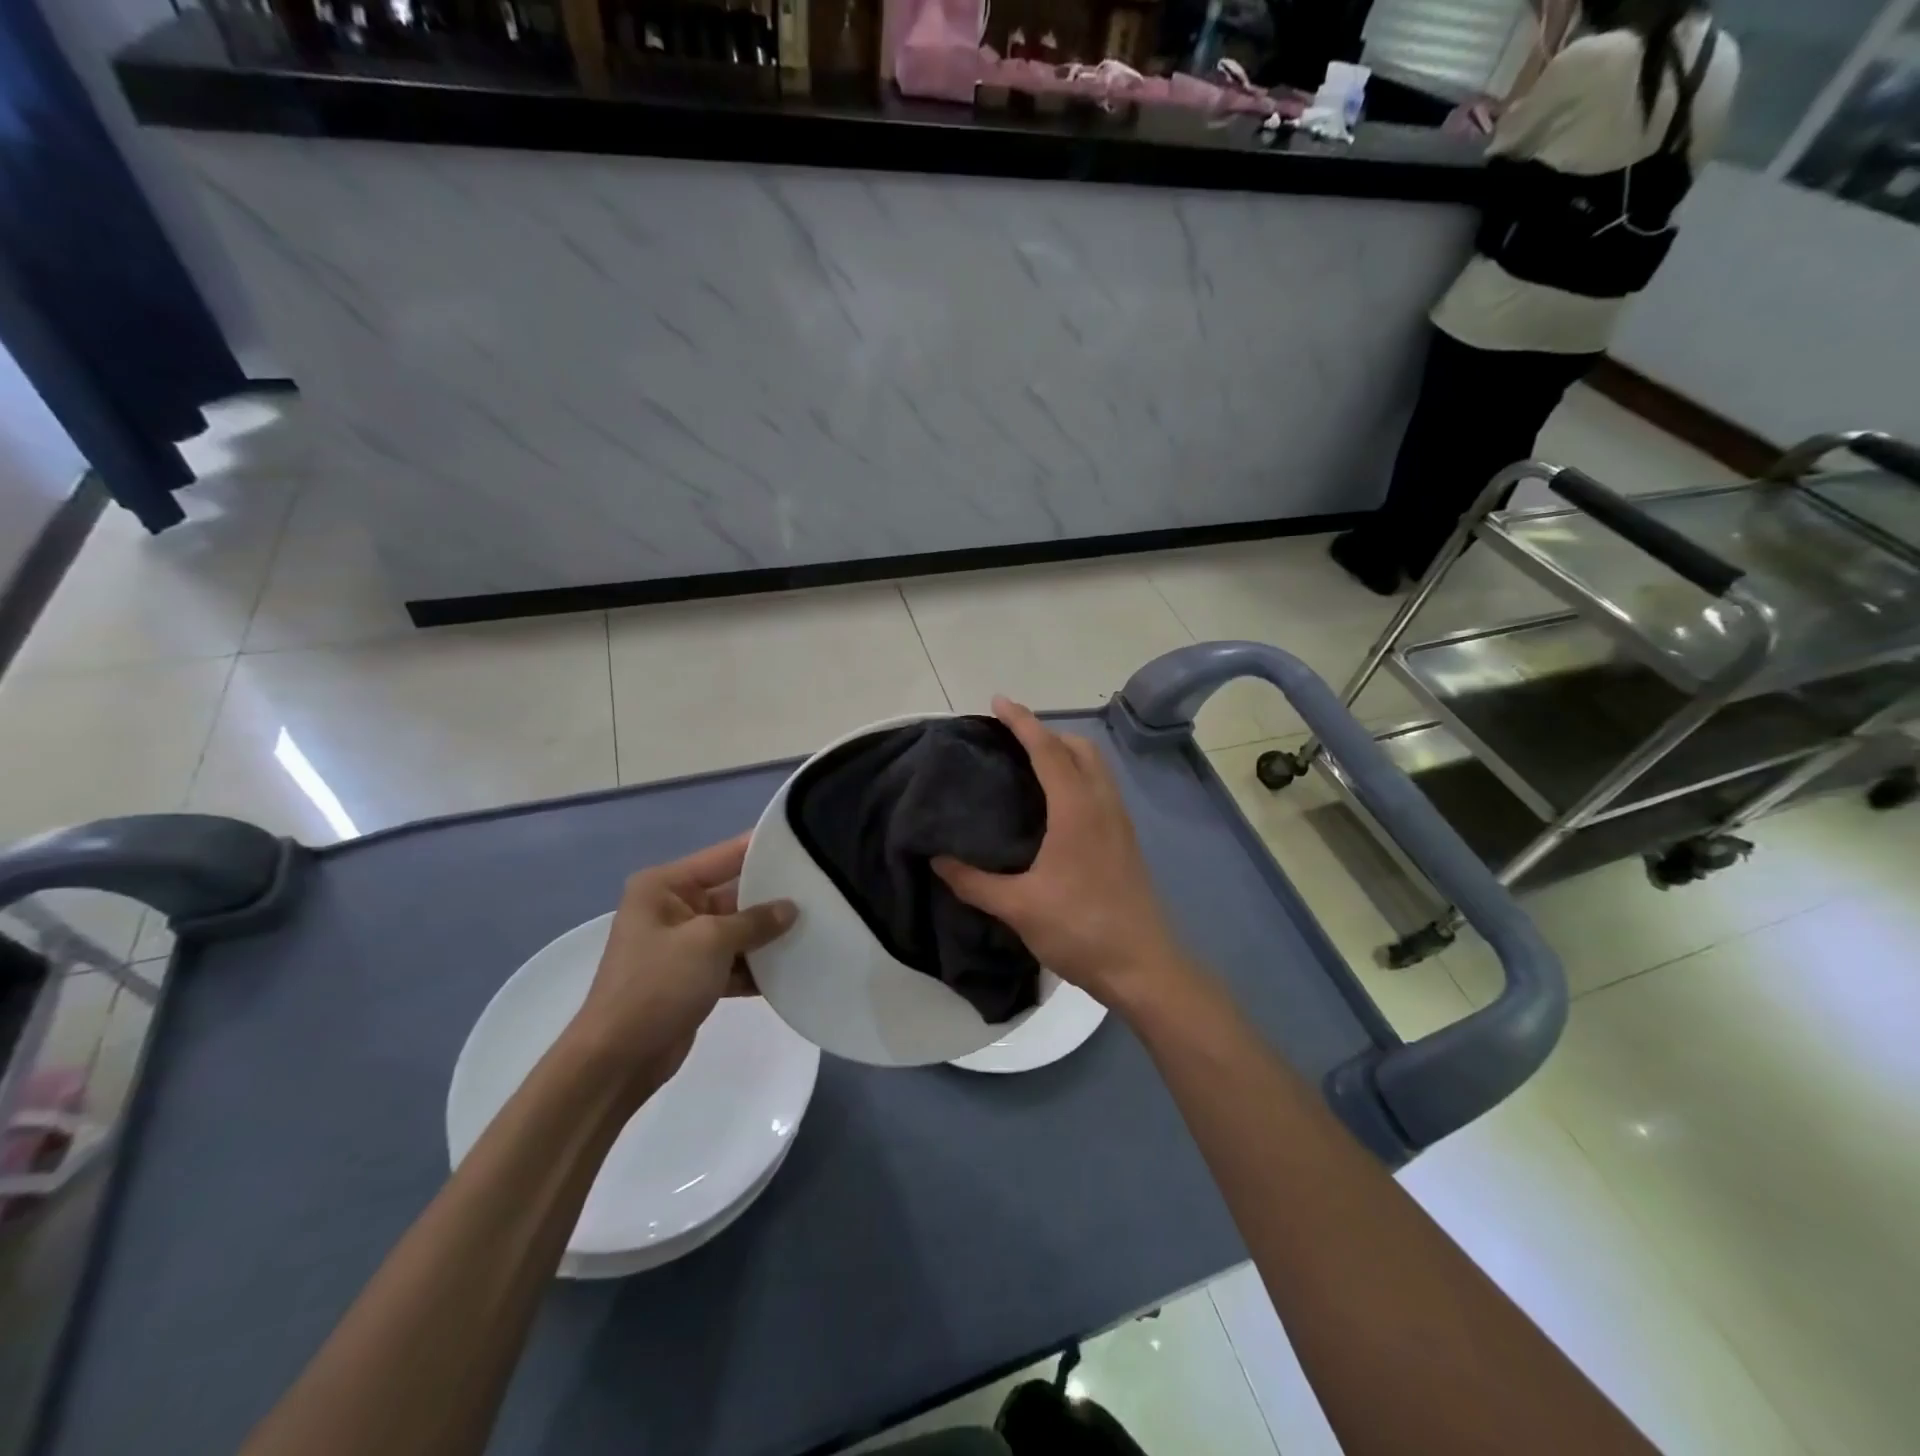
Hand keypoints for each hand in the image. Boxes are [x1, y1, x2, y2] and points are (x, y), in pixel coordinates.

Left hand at [568, 834, 795, 1094]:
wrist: (617, 1060)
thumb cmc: (657, 985)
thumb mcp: (709, 942)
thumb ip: (754, 921)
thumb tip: (791, 908)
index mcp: (665, 885)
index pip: (724, 855)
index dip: (763, 848)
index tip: (806, 841)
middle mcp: (673, 907)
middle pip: (734, 893)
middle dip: (773, 897)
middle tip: (821, 889)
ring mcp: (683, 944)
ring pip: (737, 930)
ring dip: (769, 935)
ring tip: (817, 927)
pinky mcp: (693, 977)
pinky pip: (733, 961)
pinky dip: (757, 966)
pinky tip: (794, 967)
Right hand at [933, 697, 1190, 1010]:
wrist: (1143, 967)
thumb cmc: (1080, 929)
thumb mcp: (1019, 907)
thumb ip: (974, 881)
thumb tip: (937, 861)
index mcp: (1077, 810)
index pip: (1048, 750)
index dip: (1022, 722)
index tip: (998, 702)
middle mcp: (1103, 805)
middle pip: (1079, 748)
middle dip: (1046, 732)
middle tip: (1010, 739)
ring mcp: (1120, 823)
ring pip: (1095, 768)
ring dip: (1065, 754)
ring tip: (1029, 766)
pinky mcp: (1126, 842)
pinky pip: (1100, 789)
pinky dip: (1077, 777)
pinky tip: (1055, 806)